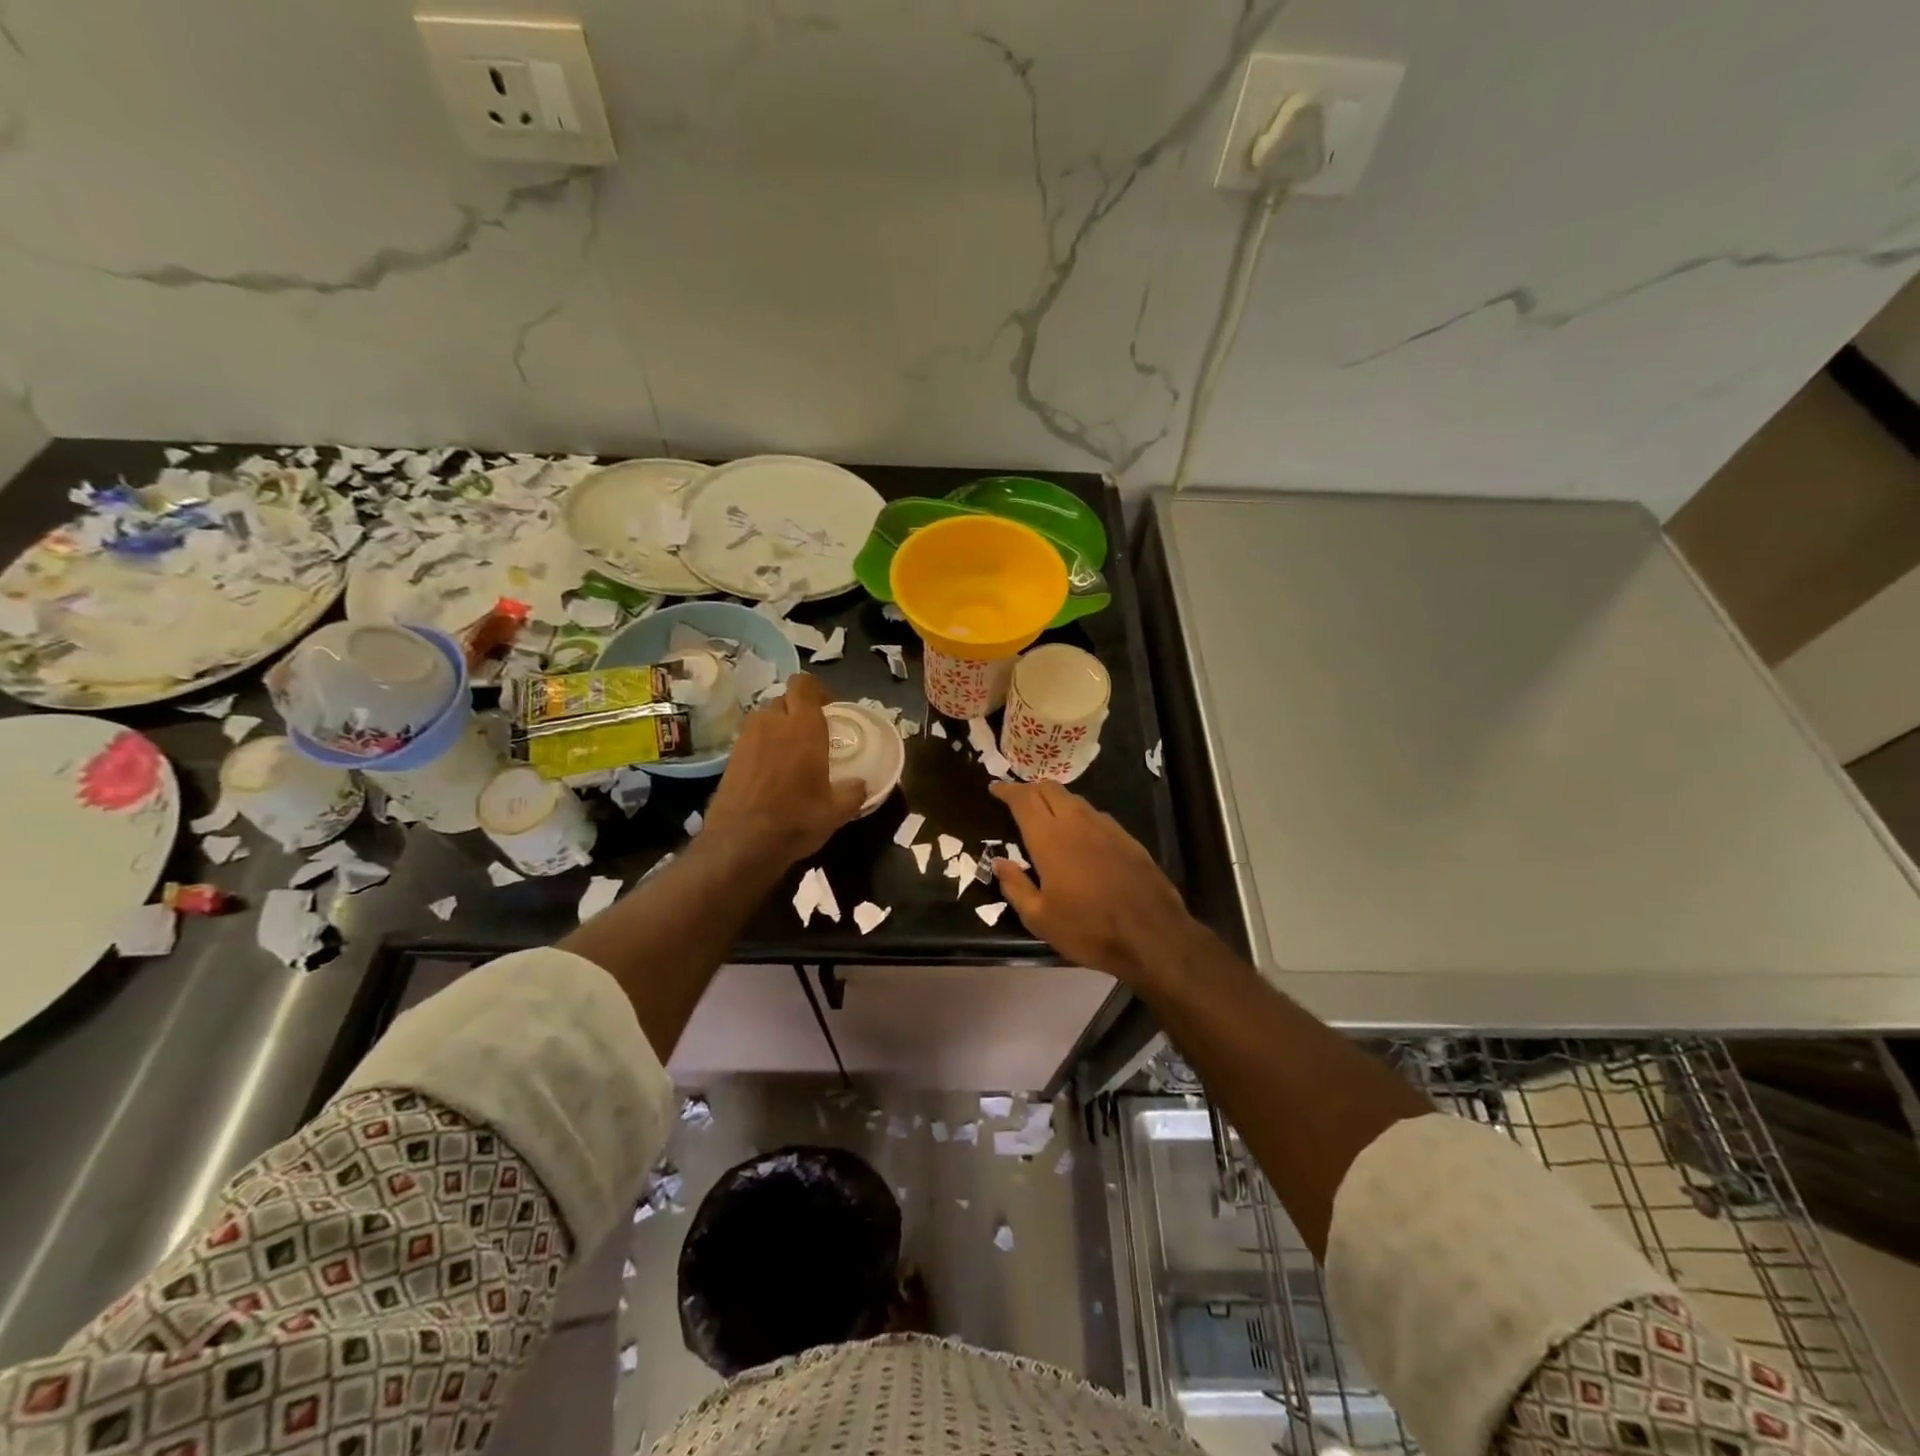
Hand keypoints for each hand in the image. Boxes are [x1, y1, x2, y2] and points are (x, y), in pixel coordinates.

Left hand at [705, 672, 865, 865]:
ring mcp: (747, 738)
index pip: (804, 684)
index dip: (815, 691)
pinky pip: (751, 739)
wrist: (741, 843)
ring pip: (765, 718)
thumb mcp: (837, 811)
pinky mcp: (730, 757)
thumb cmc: (796, 819)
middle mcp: (773, 723)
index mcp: (803, 727)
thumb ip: (853, 792)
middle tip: (811, 734)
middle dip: (797, 711)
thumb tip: (862, 785)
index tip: (827, 708)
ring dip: (778, 727)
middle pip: (784, 700)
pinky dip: (762, 747)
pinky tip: (770, 772)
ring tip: (790, 753)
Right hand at [989, 781, 1194, 984]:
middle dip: (1030, 789)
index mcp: (1049, 838)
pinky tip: (1079, 833)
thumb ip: (1015, 886)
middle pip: (1050, 789)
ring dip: (1055, 800)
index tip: (995, 788)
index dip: (1007, 790)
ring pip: (1075, 799)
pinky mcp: (1127, 838)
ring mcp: (1106, 827)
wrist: (1152, 935)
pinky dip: (1078, 815)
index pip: (1023, 800)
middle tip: (1017, 798)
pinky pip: (1095, 815)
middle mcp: (1077, 823)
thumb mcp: (1040, 918)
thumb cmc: (1089, 929)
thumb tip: (999, 863)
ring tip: (1045, 813)